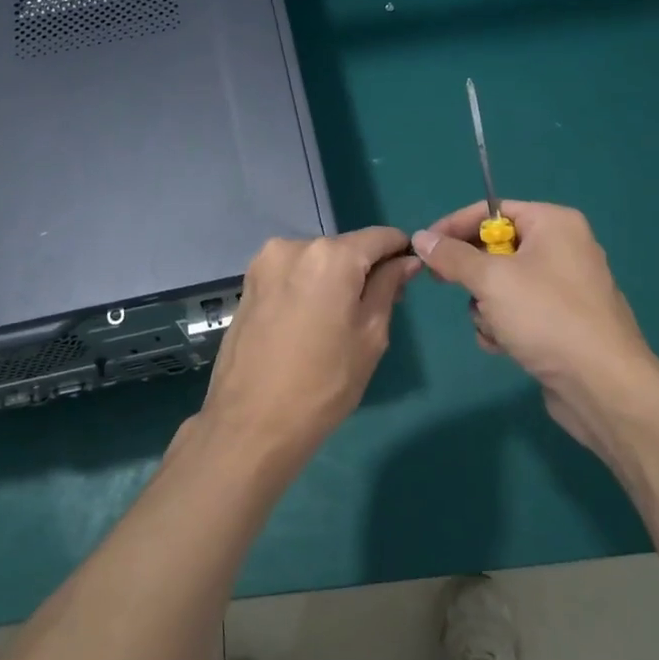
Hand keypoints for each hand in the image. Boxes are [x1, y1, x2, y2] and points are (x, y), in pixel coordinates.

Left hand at [196, 226, 418, 470]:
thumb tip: (406, 260)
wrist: (250, 423)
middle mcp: (295, 246)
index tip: (410, 273)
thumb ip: (388, 288)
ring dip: (334, 279)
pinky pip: (292, 274)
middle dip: (364, 270)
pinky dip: (307, 288)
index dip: (399, 251)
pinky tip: (309, 323)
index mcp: (331, 256)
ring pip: (317, 261)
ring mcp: (265, 262)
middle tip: (377, 310)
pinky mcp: (249, 282)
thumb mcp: (370, 336)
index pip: (379, 237)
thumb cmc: (323, 383)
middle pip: (345, 248)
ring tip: (338, 323)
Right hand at [412, 202, 658, 461]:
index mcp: (554, 223)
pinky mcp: (564, 322)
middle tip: (445, 284)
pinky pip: (520, 311)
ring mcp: (566, 287)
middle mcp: (564, 247)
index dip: (454, 226)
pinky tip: (504, 346)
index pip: (492, 211)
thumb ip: (451, 256)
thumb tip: (421, 237)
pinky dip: (505, 326)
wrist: (603, 385)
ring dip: (487, 307)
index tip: (424, 247)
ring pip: (503, 284)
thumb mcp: (490, 280)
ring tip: (493, 327)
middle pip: (496, 248)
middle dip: (473, 275)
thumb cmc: (546, 317)